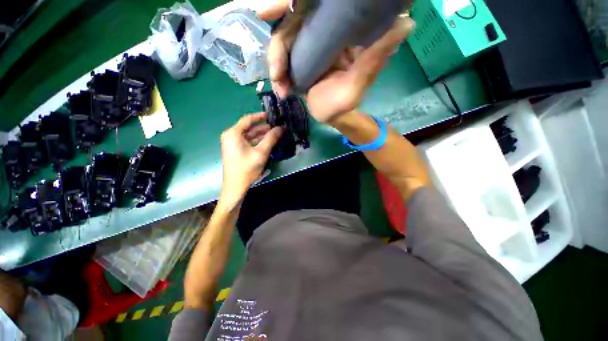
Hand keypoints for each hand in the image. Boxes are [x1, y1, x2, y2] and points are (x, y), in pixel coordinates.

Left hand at [219, 113, 282, 208]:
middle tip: (277, 127)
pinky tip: (268, 142)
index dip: (260, 116)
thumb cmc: (246, 168)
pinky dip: (258, 141)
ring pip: (250, 135)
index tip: (272, 115)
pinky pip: (248, 142)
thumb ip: (271, 139)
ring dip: (262, 135)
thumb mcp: (261, 152)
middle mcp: (231, 136)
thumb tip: (281, 128)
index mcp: (233, 133)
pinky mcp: (236, 150)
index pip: (248, 119)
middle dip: (264, 127)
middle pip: (249, 128)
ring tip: (276, 134)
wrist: (235, 186)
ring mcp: (233, 143)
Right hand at [257, 0, 414, 124]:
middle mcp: (322, 34)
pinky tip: (282, 91)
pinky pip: (281, 61)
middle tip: (278, 75)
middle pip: (290, 26)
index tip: (267, 12)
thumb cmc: (346, 103)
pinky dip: (278, 76)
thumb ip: (375, 57)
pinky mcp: (299, 61)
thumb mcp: (359, 82)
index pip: (315, 10)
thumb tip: (407, 23)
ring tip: (282, 90)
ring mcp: (308, 47)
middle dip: (278, 50)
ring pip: (282, 44)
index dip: (291, 5)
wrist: (332, 117)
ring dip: (276, 67)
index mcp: (340, 33)